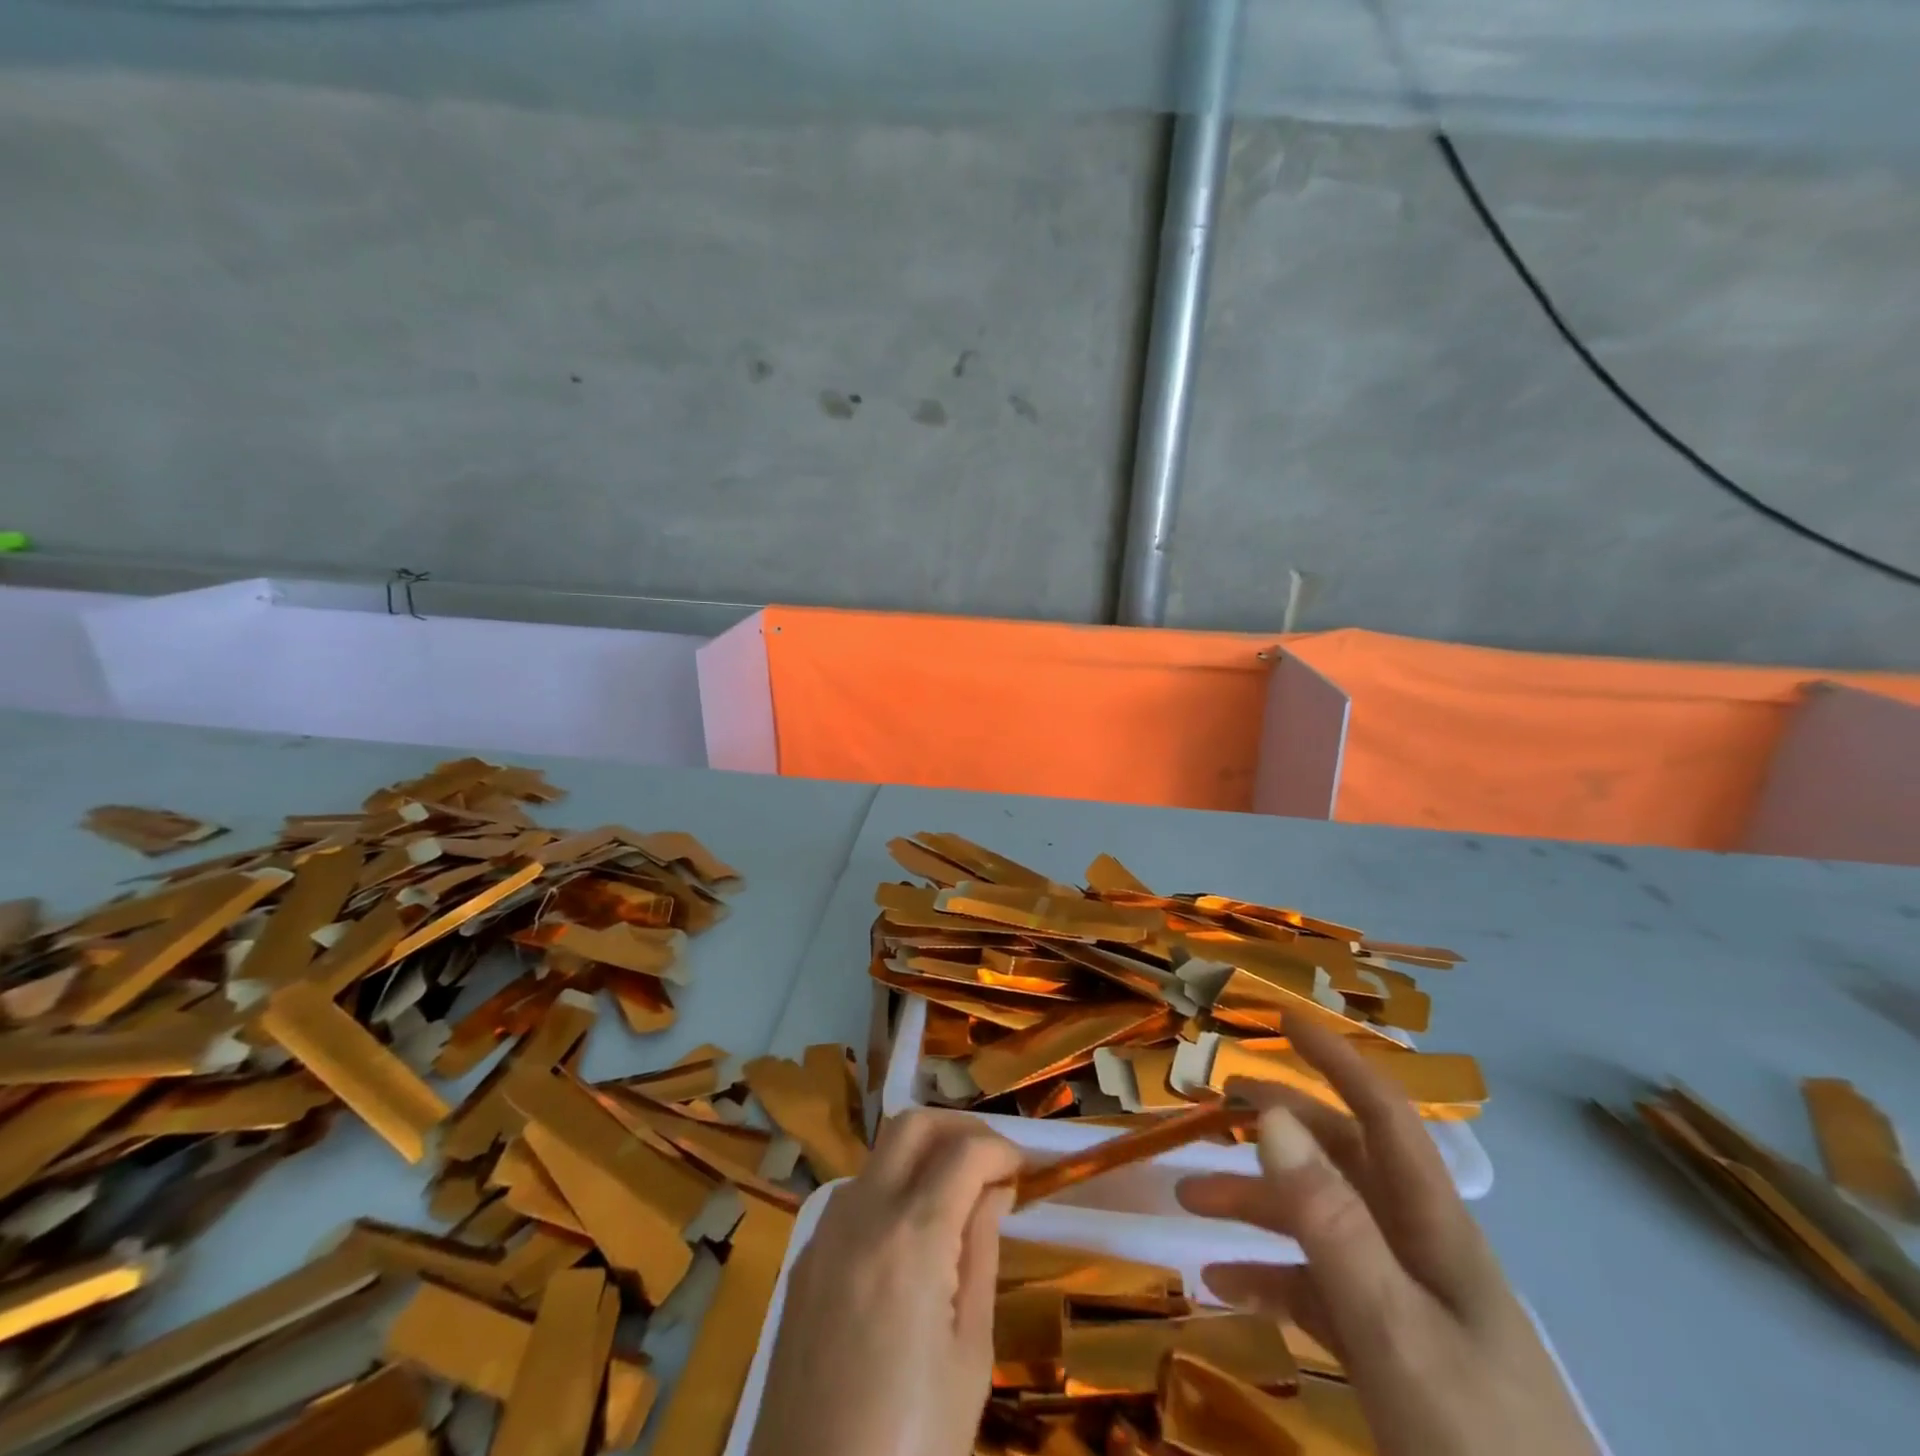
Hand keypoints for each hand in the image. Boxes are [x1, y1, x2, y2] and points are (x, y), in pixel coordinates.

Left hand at [748, 1110, 1019, 1455]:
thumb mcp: (969, 1354)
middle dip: (958, 1128)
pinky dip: (890, 1191)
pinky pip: (853, 1198)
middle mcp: (861, 1214)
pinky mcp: (804, 1261)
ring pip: (879, 1156)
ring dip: (921, 1156)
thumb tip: (992, 1190)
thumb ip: (980, 1253)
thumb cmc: (913, 1445)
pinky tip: (909, 1238)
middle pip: (911, 1125)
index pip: (964, 1152)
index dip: (1001, 1148)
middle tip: (990, 1162)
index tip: (1023, 1169)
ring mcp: (824, 1234)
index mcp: (911, 1237)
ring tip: (955, 1197)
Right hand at [1178, 1018, 1598, 1455]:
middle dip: (1279, 1124)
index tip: (1283, 1021)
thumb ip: (1331, 1221)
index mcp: (1432, 1226)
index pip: (1383, 1114)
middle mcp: (1417, 1249)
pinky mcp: (1390, 1353)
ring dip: (1256, 1203)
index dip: (1337, 1060)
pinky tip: (1222, 1283)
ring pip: (1320, 1223)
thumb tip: (1272, 1116)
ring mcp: (1404, 1303)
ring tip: (1188, 1199)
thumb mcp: (1393, 1329)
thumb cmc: (1476, 1445)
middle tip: (1216, 1103)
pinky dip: (1268, 1277)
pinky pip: (1318, 1290)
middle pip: (1341, 1160)